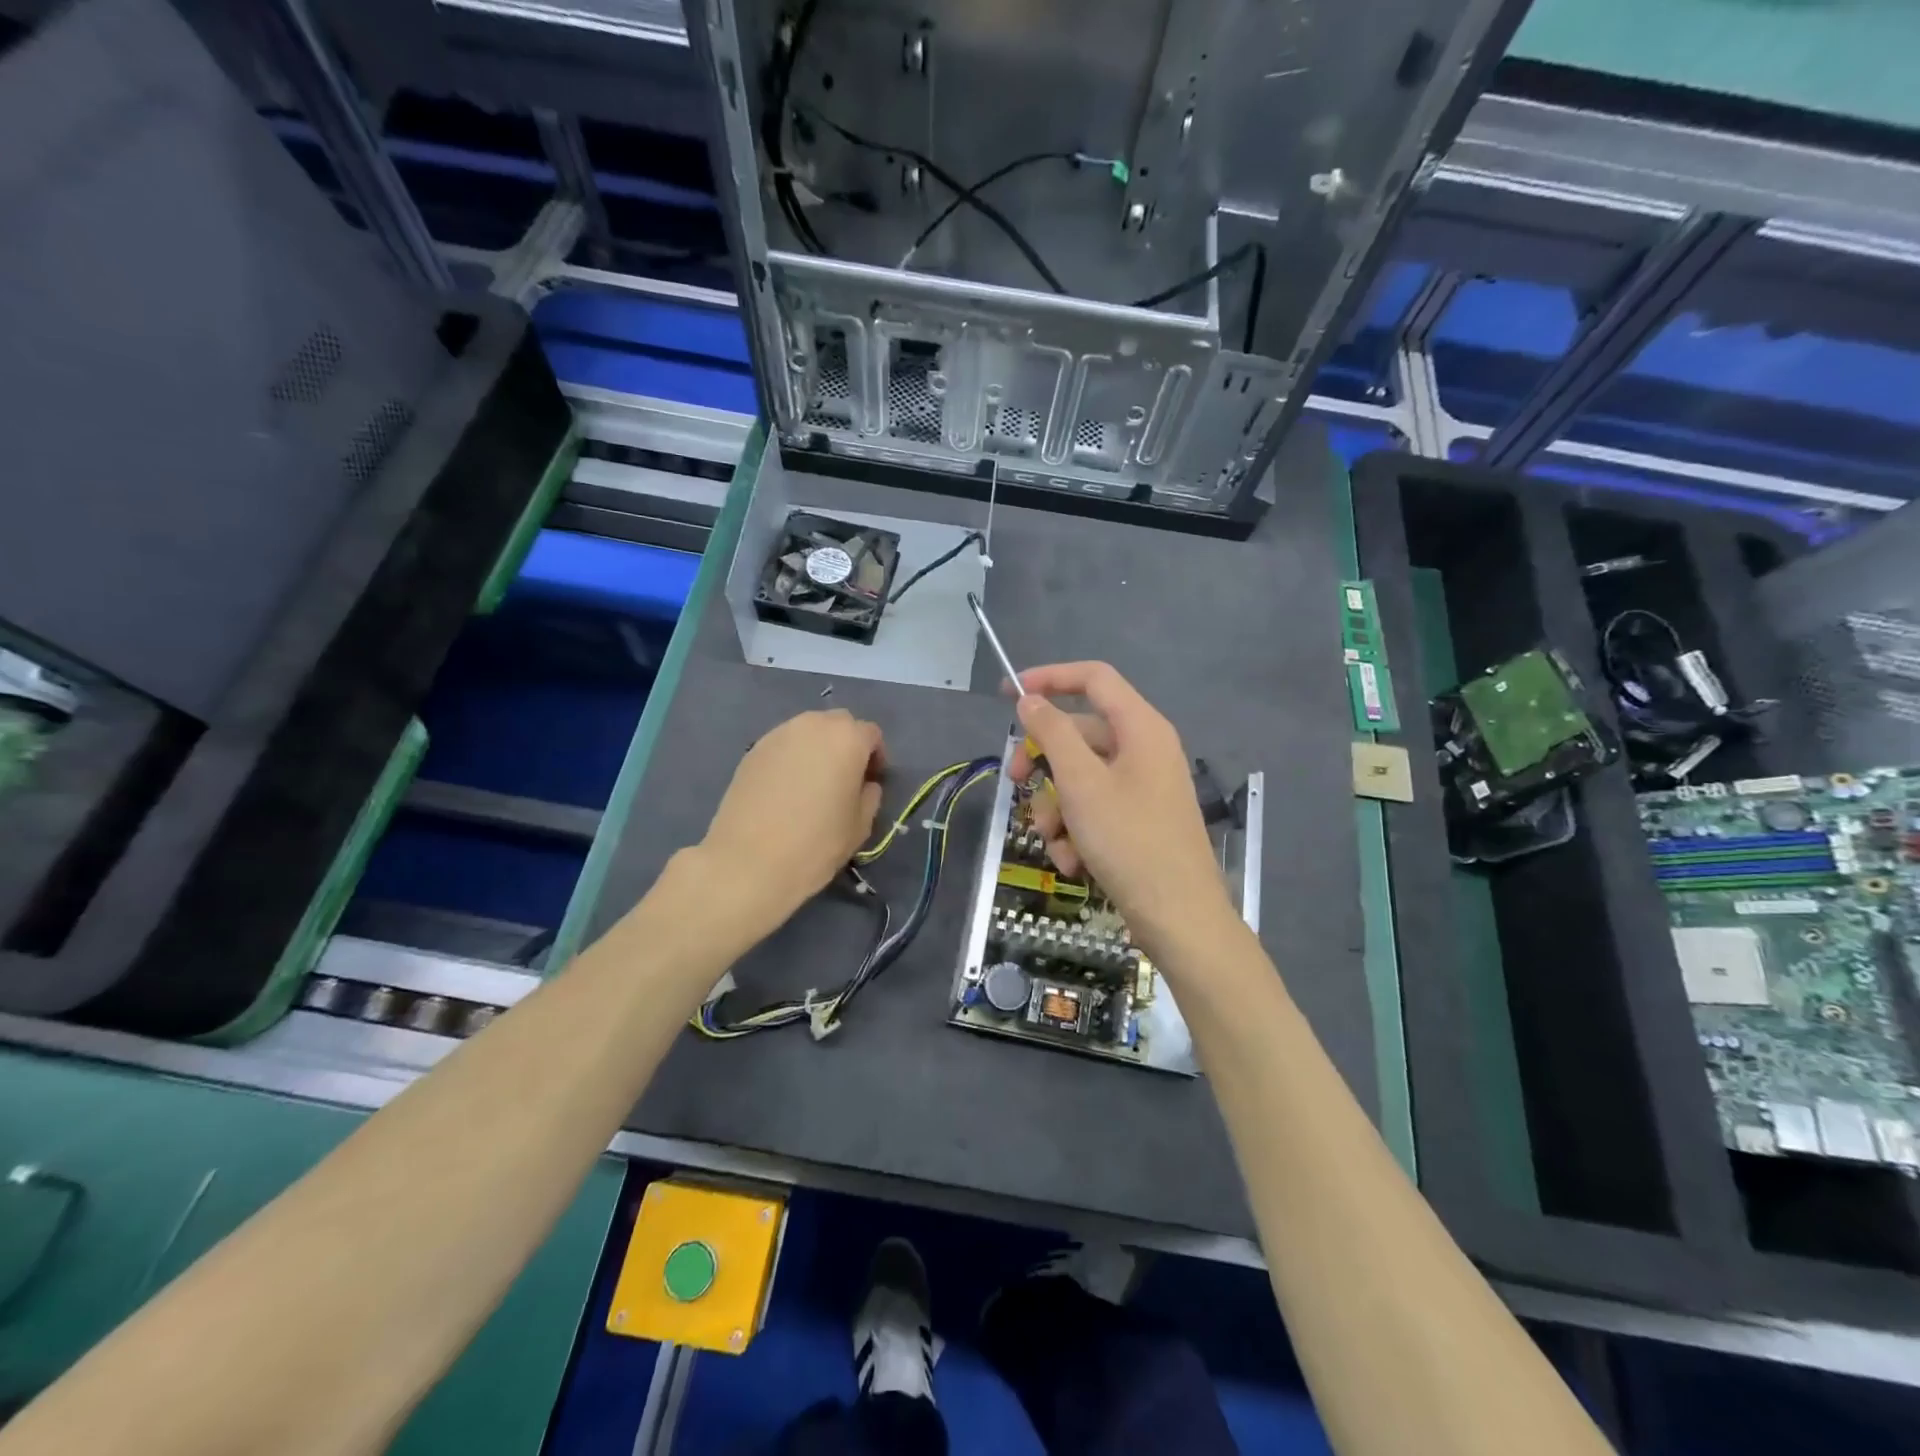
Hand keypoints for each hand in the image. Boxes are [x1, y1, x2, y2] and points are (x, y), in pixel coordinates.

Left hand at [701, 709, 885, 930]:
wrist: (749, 861)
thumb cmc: (816, 843)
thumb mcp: (860, 825)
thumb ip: (869, 795)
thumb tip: (863, 784)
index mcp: (847, 738)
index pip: (871, 734)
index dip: (876, 757)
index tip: (871, 782)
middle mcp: (813, 725)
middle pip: (838, 724)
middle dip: (846, 745)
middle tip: (844, 779)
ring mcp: (777, 735)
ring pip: (807, 732)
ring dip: (817, 750)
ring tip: (813, 784)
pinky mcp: (752, 751)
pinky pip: (783, 746)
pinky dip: (791, 759)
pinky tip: (785, 791)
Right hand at [1011, 662, 1234, 951]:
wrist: (1179, 917)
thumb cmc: (1130, 841)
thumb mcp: (1082, 783)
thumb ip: (1053, 734)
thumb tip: (1031, 700)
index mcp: (1140, 727)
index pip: (1093, 678)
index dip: (1050, 677)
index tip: (1010, 693)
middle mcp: (1144, 749)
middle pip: (1079, 734)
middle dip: (1043, 763)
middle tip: (1014, 782)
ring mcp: (1142, 787)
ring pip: (1080, 778)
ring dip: (1056, 809)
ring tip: (1056, 842)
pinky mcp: (1137, 820)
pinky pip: (1094, 808)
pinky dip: (1076, 830)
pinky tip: (1074, 862)